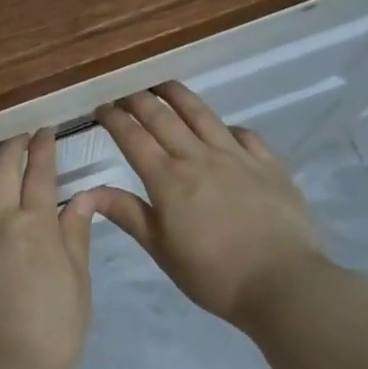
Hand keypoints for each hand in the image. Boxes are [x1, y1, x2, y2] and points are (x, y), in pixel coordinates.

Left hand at [0, 130, 97, 368]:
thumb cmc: (49, 330)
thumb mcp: (78, 284)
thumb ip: (76, 236)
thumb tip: (83, 197)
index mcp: (35, 223)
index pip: (40, 172)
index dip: (43, 147)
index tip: (44, 131)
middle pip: (2, 168)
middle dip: (12, 146)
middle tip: (19, 139)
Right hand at [87, 83, 332, 328]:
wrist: (284, 284)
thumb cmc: (213, 275)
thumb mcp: (161, 249)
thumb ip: (126, 213)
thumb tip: (83, 192)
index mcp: (168, 179)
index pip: (133, 137)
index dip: (114, 118)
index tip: (100, 107)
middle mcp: (198, 157)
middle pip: (162, 117)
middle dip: (138, 99)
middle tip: (125, 90)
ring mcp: (236, 156)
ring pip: (201, 114)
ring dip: (178, 95)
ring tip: (163, 85)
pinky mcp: (268, 164)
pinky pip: (244, 134)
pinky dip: (227, 127)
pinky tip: (223, 130)